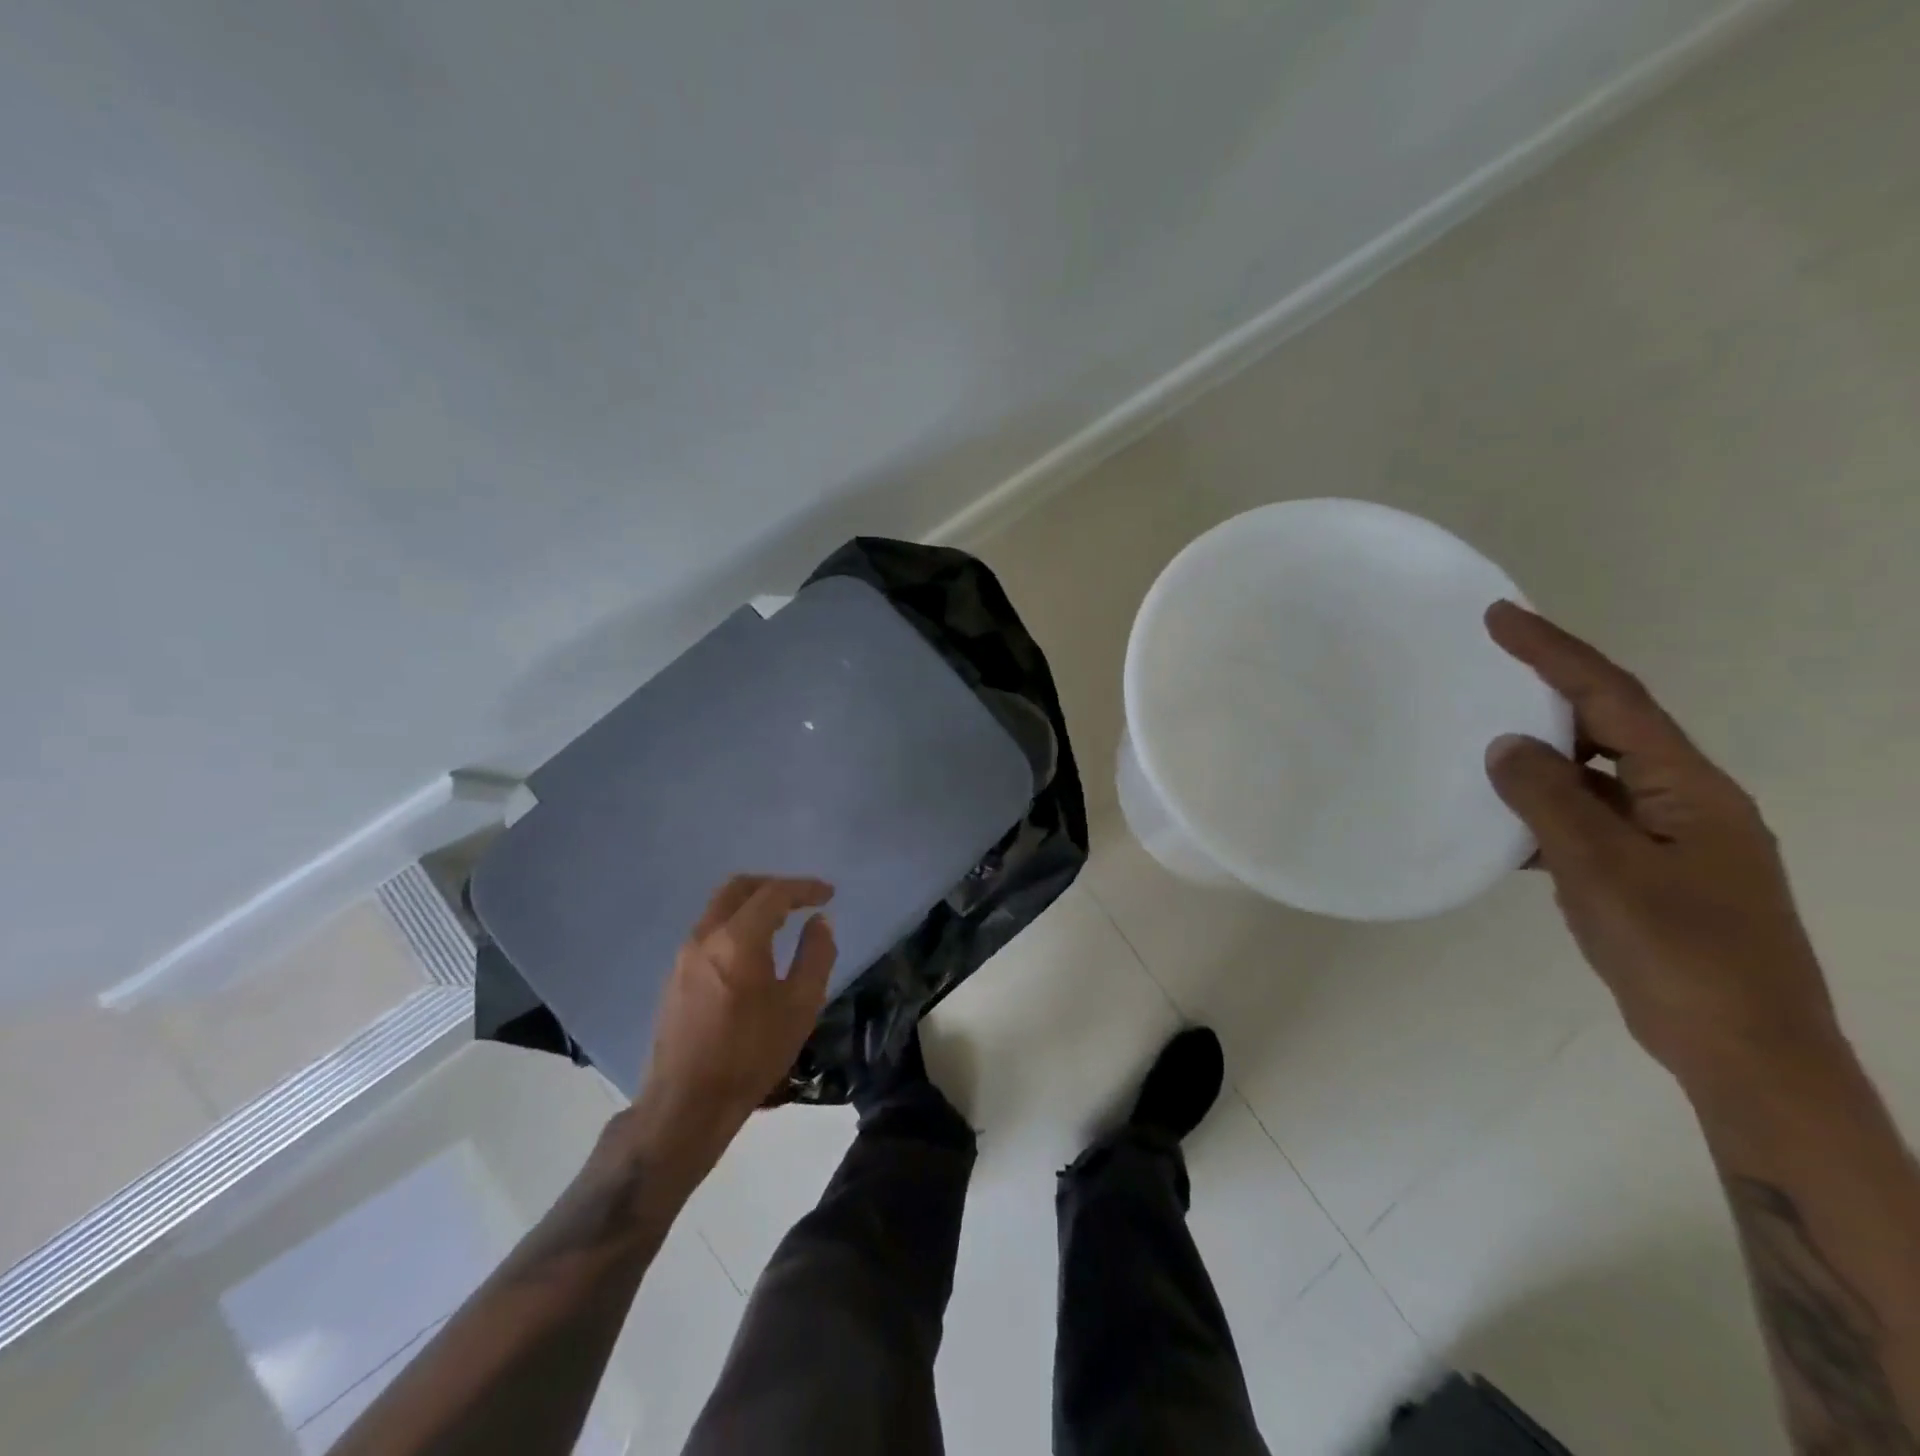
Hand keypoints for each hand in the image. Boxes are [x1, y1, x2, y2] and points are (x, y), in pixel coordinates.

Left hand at [621, 876, 835, 1185]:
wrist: (686, 1104)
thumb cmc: (751, 1055)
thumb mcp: (800, 1007)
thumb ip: (816, 955)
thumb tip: (820, 922)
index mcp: (738, 939)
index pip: (774, 893)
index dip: (805, 888)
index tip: (828, 894)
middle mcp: (705, 936)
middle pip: (739, 888)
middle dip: (774, 885)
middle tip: (802, 898)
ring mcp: (684, 955)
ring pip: (719, 907)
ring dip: (752, 904)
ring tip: (781, 922)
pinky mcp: (674, 975)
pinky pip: (709, 930)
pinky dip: (735, 924)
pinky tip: (752, 950)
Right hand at [1483, 602, 1843, 1098]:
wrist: (1741, 1051)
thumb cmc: (1681, 953)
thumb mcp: (1603, 870)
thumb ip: (1550, 801)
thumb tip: (1505, 746)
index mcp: (1690, 788)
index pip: (1614, 699)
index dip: (1555, 653)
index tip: (1500, 617)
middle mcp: (1685, 801)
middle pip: (1609, 728)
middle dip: (1548, 694)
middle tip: (1483, 670)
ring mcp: (1669, 840)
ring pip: (1593, 778)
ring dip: (1540, 757)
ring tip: (1478, 742)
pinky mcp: (1648, 874)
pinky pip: (1585, 821)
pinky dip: (1542, 813)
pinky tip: (1502, 826)